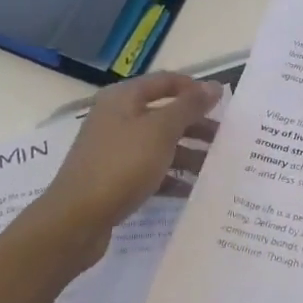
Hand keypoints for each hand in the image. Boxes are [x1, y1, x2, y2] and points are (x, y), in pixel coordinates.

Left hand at [24, 73, 221, 270]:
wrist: (75, 220)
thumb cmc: (121, 165)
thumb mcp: (161, 131)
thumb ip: (189, 106)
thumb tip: (213, 86)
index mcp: (123, 98)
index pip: (166, 81)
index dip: (194, 89)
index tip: (223, 104)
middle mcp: (117, 118)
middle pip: (164, 114)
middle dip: (196, 125)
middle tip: (226, 140)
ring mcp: (114, 149)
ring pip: (159, 144)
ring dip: (188, 153)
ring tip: (216, 168)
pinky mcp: (114, 179)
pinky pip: (150, 171)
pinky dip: (171, 177)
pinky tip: (193, 190)